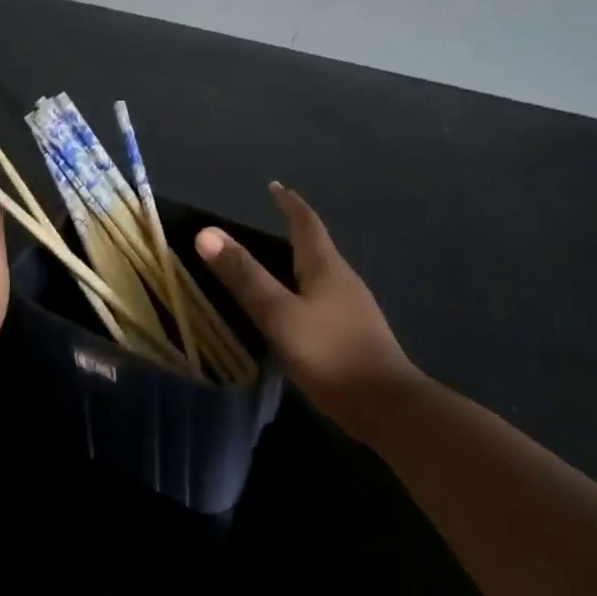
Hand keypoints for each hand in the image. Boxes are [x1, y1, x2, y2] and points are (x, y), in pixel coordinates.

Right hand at [196, 183, 415, 438]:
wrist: (389, 409)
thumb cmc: (330, 353)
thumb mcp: (279, 314)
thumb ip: (244, 276)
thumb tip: (206, 232)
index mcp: (326, 267)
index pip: (306, 223)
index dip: (290, 204)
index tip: (276, 186)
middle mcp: (344, 280)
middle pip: (318, 245)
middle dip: (297, 228)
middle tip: (275, 218)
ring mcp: (355, 308)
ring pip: (324, 273)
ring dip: (303, 259)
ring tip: (283, 258)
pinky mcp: (358, 335)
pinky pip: (327, 298)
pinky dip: (309, 289)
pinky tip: (301, 307)